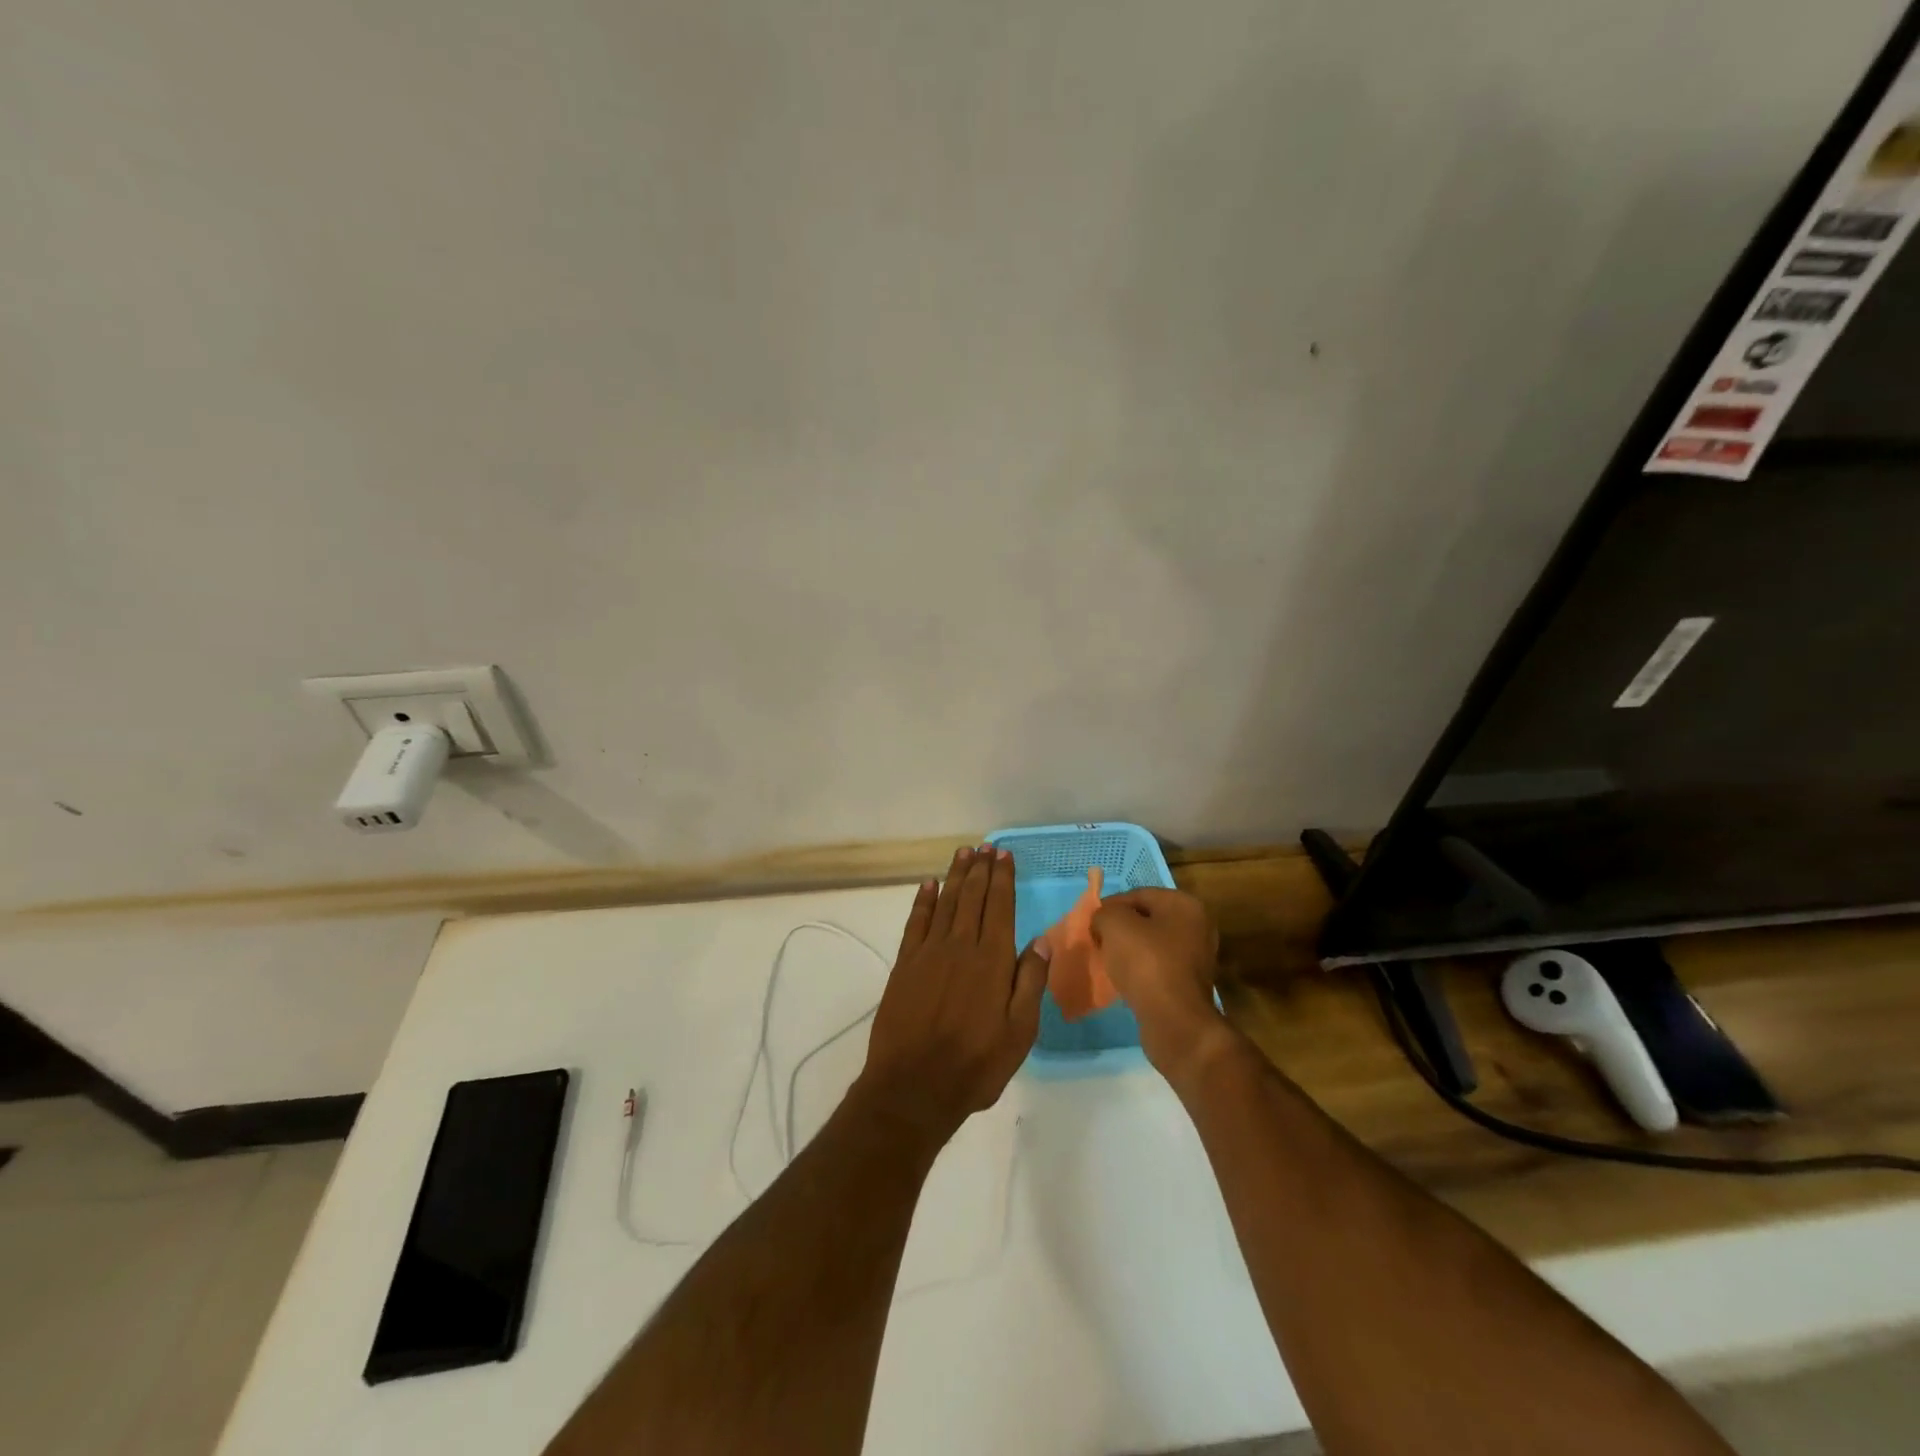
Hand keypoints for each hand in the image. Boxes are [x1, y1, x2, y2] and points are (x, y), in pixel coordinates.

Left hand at [854, 846, 1046, 1143]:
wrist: (914, 1086)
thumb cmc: (975, 1064)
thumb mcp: (1019, 1032)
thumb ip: (1030, 982)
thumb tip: (1043, 941)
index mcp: (993, 961)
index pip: (1000, 908)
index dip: (1003, 879)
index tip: (1004, 856)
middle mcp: (961, 946)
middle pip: (973, 898)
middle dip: (981, 870)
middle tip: (986, 847)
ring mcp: (930, 952)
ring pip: (946, 902)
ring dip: (956, 876)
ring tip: (963, 853)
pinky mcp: (905, 964)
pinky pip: (916, 921)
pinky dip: (923, 900)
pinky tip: (929, 885)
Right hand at [1092, 888, 1225, 1079]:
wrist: (1175, 1022)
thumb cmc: (1146, 963)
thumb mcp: (1114, 924)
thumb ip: (1104, 913)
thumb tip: (1103, 920)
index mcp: (1184, 904)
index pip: (1138, 894)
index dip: (1110, 906)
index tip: (1091, 924)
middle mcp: (1197, 926)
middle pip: (1146, 919)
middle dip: (1120, 929)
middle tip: (1099, 942)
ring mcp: (1197, 956)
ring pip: (1152, 944)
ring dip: (1129, 950)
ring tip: (1109, 962)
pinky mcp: (1190, 983)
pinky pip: (1158, 967)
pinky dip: (1140, 970)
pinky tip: (1125, 981)